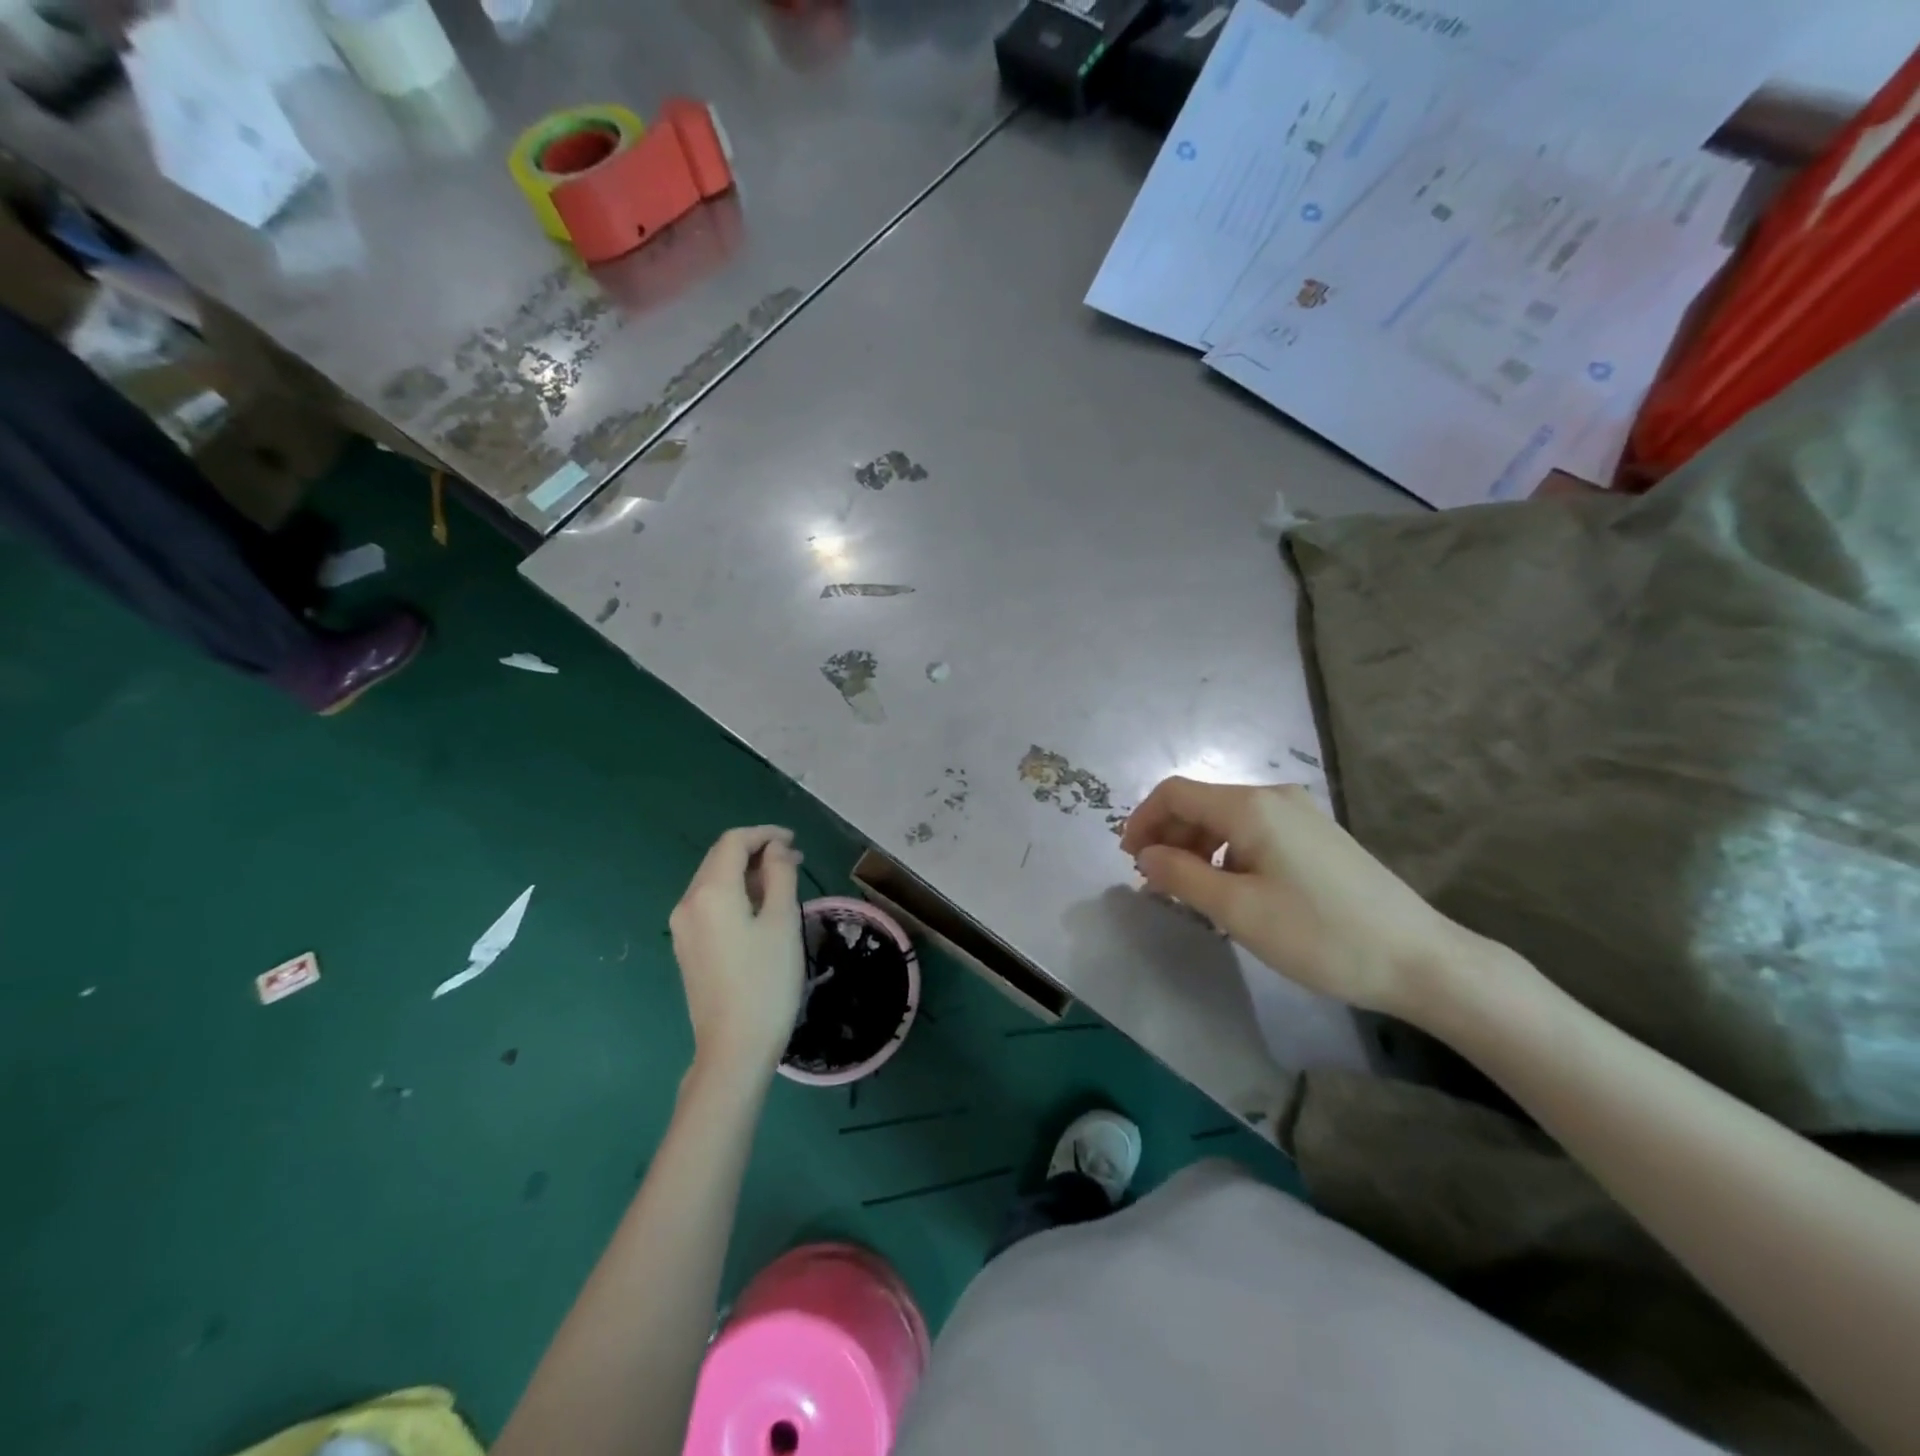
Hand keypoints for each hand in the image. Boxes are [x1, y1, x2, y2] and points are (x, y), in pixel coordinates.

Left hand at [668, 826, 805, 1079]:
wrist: (734, 1048)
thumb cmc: (765, 982)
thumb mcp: (782, 922)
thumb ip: (780, 876)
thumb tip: (777, 850)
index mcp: (711, 892)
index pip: (733, 842)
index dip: (765, 834)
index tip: (794, 841)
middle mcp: (688, 903)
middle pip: (719, 859)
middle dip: (756, 851)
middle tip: (794, 859)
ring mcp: (683, 928)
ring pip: (714, 881)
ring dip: (747, 873)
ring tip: (783, 880)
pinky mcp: (688, 947)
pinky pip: (710, 904)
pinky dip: (736, 894)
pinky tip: (760, 906)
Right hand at [1120, 778, 1481, 1021]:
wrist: (1419, 959)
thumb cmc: (1319, 934)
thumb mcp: (1237, 910)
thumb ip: (1181, 876)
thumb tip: (1146, 856)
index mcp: (1251, 806)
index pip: (1176, 792)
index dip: (1143, 820)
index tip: (1129, 860)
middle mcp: (1274, 797)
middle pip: (1201, 803)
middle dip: (1168, 836)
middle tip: (1154, 882)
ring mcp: (1301, 814)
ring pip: (1227, 819)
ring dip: (1196, 847)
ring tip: (1189, 891)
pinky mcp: (1317, 836)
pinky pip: (1254, 832)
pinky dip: (1227, 853)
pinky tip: (1231, 890)